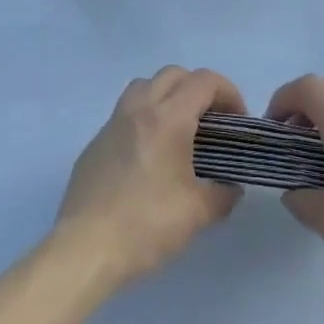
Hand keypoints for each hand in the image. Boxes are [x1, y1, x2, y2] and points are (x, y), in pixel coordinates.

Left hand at [53, 66, 245, 292]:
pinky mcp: (95, 143)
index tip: (238, 120)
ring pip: (144, 86)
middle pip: (174, 74)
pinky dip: (144, 118)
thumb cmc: (146, 225)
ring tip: (180, 128)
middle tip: (212, 120)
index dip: (229, 92)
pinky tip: (149, 155)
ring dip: (168, 95)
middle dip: (199, 89)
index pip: (204, 81)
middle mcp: (139, 108)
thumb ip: (222, 194)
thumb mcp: (197, 213)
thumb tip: (230, 187)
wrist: (85, 249)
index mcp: (168, 118)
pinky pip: (125, 113)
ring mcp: (112, 123)